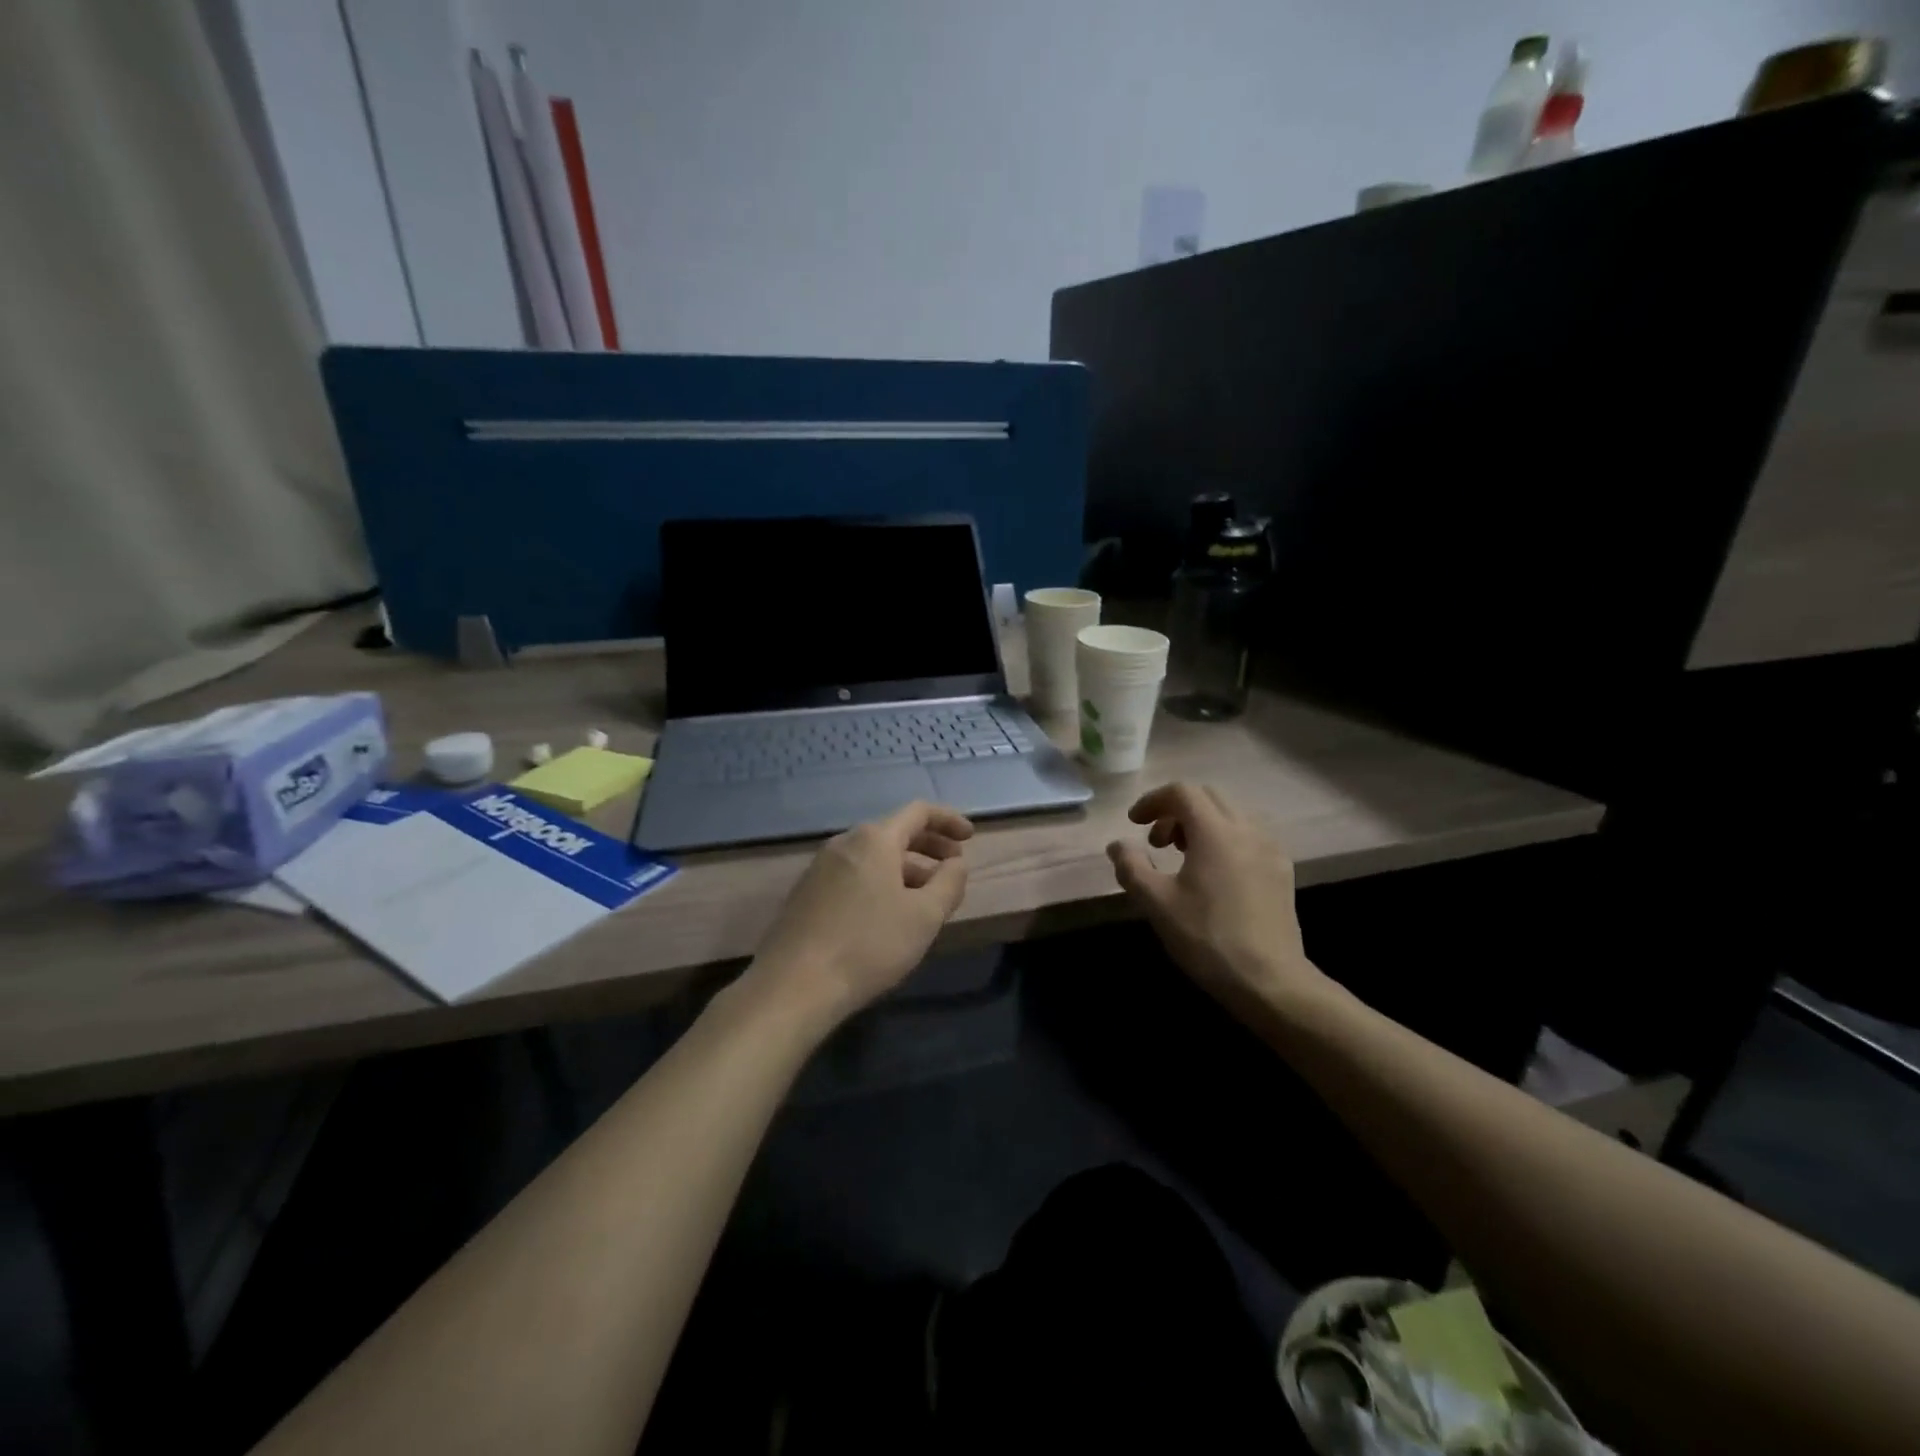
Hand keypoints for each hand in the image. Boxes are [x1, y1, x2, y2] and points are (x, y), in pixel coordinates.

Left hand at [750, 801, 973, 1024]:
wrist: (794, 985)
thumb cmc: (869, 945)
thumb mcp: (924, 916)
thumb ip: (949, 883)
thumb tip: (957, 864)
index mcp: (874, 839)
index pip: (919, 812)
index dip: (948, 821)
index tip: (970, 838)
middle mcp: (844, 843)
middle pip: (895, 832)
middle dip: (929, 846)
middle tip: (954, 867)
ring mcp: (820, 868)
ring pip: (873, 857)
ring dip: (906, 868)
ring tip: (927, 897)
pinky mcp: (806, 894)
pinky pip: (854, 875)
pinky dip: (880, 882)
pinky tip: (888, 914)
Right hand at [1106, 783, 1322, 1015]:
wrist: (1270, 982)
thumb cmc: (1207, 938)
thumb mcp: (1156, 903)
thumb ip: (1132, 867)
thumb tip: (1118, 845)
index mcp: (1216, 832)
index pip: (1182, 792)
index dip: (1152, 801)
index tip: (1134, 824)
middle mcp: (1247, 830)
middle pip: (1208, 798)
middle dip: (1176, 811)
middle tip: (1157, 843)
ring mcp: (1270, 850)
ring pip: (1231, 815)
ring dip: (1201, 824)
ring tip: (1184, 857)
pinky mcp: (1281, 871)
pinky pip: (1249, 836)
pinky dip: (1224, 839)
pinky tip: (1214, 875)